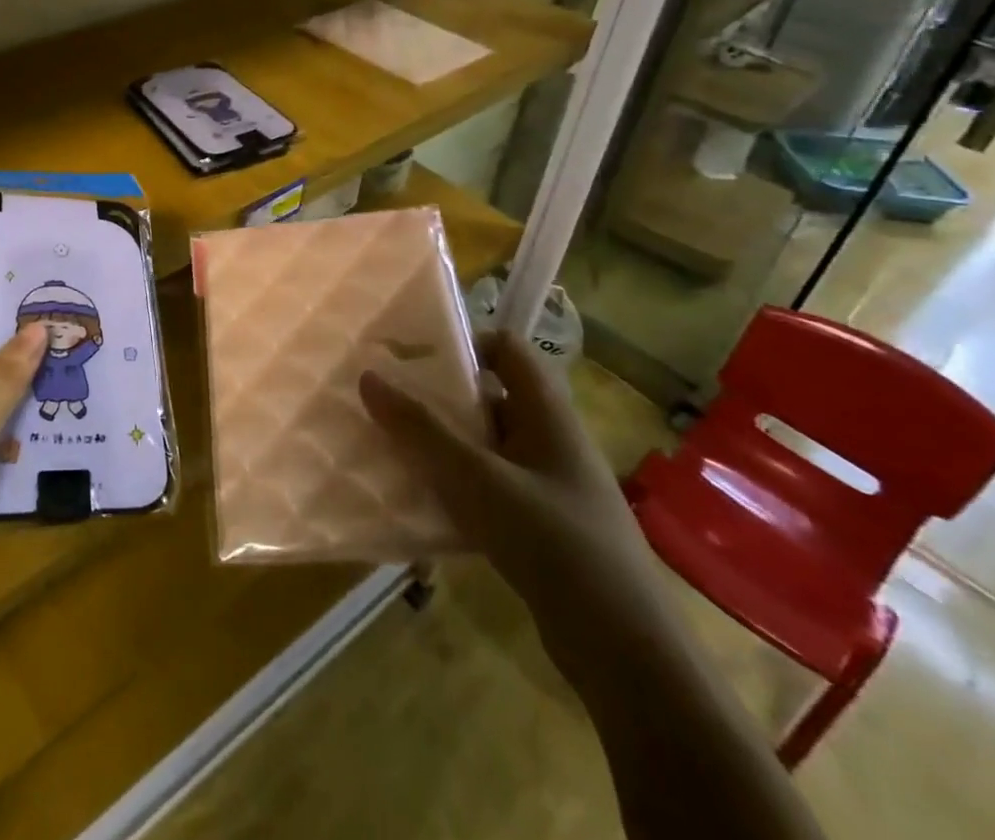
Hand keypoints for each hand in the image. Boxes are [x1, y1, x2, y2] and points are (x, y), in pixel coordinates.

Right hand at [359, 330, 662, 649]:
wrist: (625, 652)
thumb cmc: (553, 542)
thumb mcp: (477, 479)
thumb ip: (421, 429)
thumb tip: (368, 377)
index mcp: (548, 414)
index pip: (508, 348)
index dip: (465, 342)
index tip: (415, 355)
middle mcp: (552, 441)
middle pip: (491, 397)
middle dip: (441, 397)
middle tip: (391, 400)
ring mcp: (550, 486)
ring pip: (487, 446)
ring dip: (445, 445)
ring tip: (395, 448)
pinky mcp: (544, 527)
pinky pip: (492, 488)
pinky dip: (458, 486)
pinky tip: (424, 503)